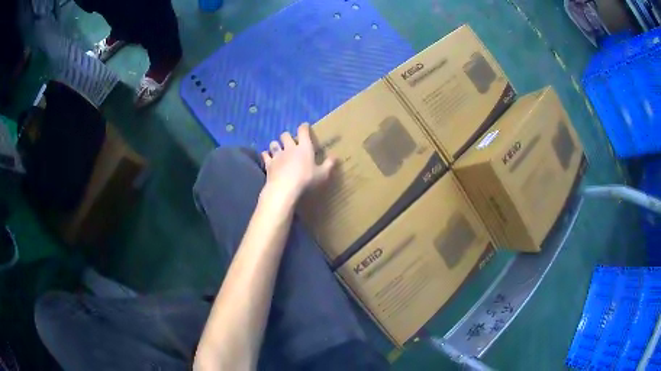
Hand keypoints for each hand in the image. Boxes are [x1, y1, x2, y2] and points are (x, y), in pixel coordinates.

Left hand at [261, 123, 335, 201]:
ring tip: (277, 148)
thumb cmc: (306, 180)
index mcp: (304, 147)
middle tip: (290, 141)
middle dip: (287, 136)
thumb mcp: (322, 174)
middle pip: (285, 135)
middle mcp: (290, 148)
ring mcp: (278, 155)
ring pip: (274, 144)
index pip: (303, 131)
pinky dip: (266, 155)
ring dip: (276, 145)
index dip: (304, 127)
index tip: (305, 126)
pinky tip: (266, 156)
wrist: (284, 188)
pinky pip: (265, 155)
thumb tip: (336, 156)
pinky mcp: (269, 164)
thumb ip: (329, 164)